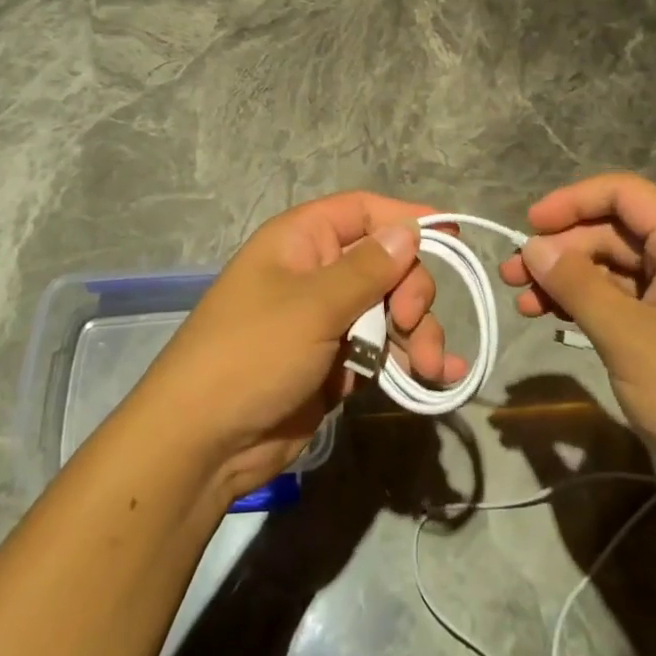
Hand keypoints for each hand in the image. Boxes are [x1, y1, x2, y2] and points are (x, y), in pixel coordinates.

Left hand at [136, 192, 464, 498]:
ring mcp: (327, 320)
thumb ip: (367, 269)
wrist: (203, 444)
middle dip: (412, 291)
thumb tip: (409, 230)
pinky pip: (383, 350)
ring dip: (418, 333)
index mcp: (302, 240)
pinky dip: (409, 362)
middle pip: (386, 263)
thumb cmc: (252, 354)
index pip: (363, 211)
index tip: (452, 234)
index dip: (405, 217)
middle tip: (412, 323)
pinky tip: (438, 379)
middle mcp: (317, 273)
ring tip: (431, 367)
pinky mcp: (335, 363)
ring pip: (390, 310)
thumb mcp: (312, 305)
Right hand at [500, 174, 655, 546]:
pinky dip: (589, 302)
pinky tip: (554, 317)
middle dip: (561, 248)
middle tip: (513, 275)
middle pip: (615, 230)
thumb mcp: (626, 335)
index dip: (572, 201)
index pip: (623, 193)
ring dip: (568, 278)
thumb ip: (576, 282)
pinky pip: (626, 297)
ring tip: (523, 301)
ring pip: (615, 265)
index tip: (529, 225)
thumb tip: (533, 246)